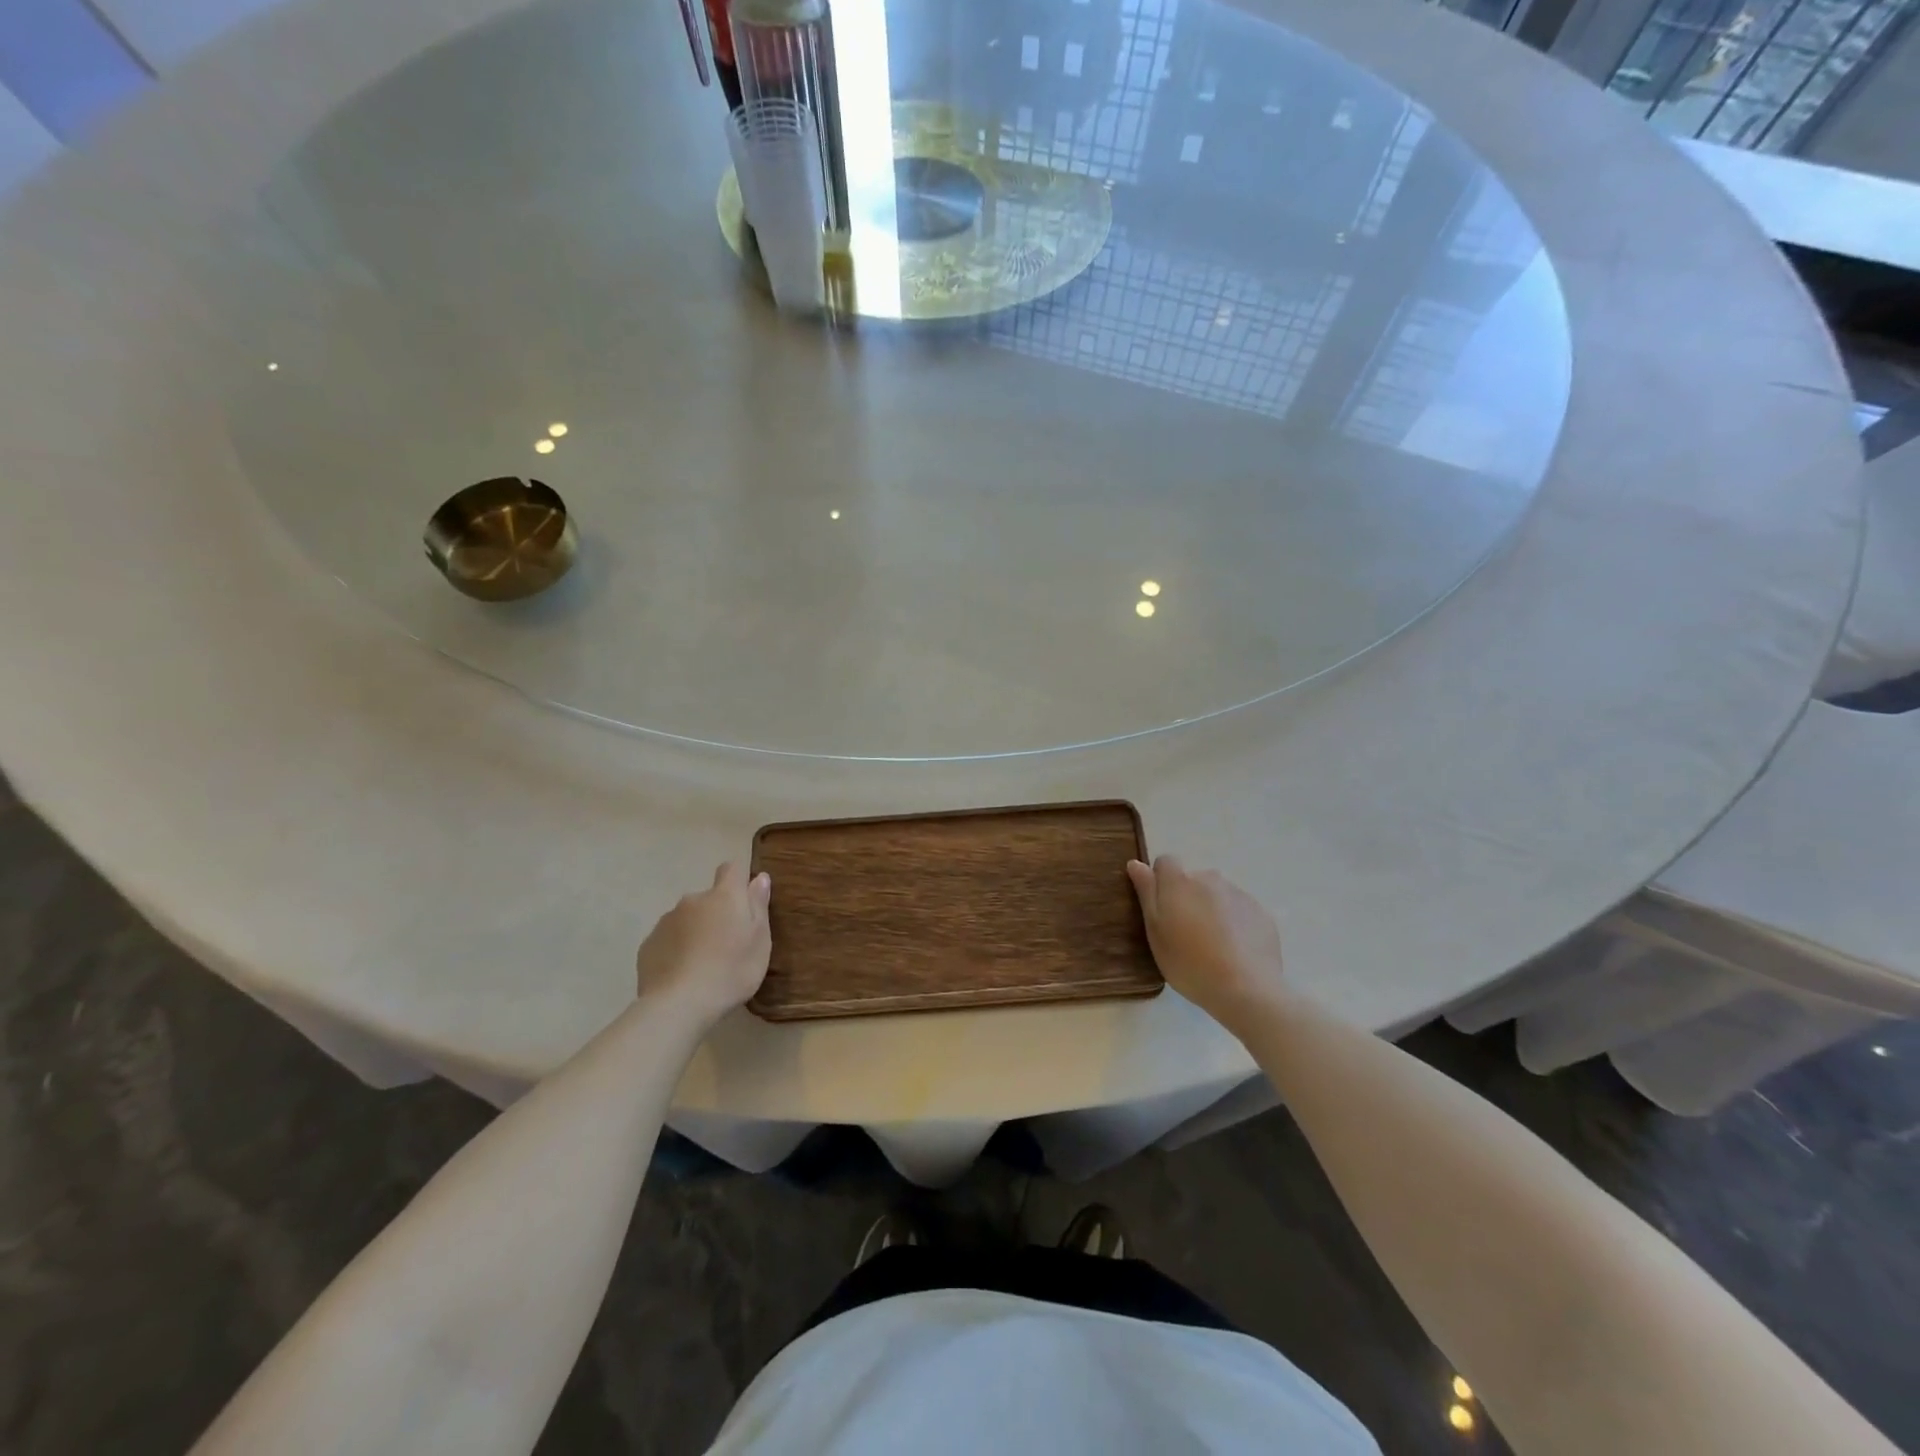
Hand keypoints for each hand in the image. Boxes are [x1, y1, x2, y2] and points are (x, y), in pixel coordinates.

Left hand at [634, 863, 771, 1025]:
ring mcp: (666, 921)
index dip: (738, 881)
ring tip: (703, 964)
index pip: (731, 869)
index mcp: (724, 896)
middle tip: (727, 945)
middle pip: (708, 898)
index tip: (745, 904)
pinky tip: (682, 975)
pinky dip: (676, 950)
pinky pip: (668, 940)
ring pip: (686, 919)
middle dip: (716, 914)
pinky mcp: (648, 945)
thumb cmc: (731, 970)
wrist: (679, 1005)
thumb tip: (759, 877)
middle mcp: (692, 900)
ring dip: (695, 932)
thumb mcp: (759, 940)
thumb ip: (758, 905)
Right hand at [1127, 855, 1285, 1029]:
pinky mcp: (1261, 913)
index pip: (1165, 862)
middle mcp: (1210, 878)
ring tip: (1212, 945)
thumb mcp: (1155, 931)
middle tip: (1185, 934)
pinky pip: (1240, 911)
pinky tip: (1234, 951)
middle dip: (1187, 898)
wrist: (1246, 989)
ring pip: (1217, 895)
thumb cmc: (1189, 962)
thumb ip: (1146, 892)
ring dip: (1211, 909)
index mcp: (1179, 881)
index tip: (1161, 910)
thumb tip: (1136, 863)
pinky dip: (1234, 923)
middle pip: (1193, 880)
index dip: (1160, 883)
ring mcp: (1239, 894)